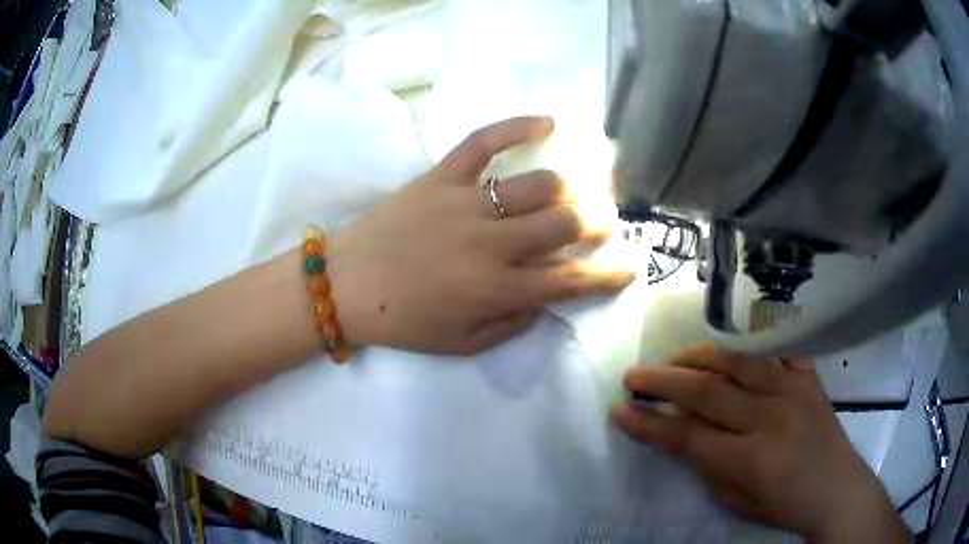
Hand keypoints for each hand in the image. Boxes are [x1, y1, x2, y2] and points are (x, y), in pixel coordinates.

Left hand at [327, 116, 634, 354]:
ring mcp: (466, 203)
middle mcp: (490, 244)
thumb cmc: (403, 321)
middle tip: (605, 223)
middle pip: (565, 223)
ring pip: (539, 183)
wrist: (346, 285)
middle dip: (598, 223)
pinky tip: (548, 121)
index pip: (570, 281)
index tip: (631, 267)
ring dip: (573, 187)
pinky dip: (517, 125)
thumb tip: (546, 296)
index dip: (609, 276)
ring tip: (582, 191)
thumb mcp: (463, 344)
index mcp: (495, 290)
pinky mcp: (441, 177)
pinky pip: (484, 142)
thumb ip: (513, 324)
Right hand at [611, 346, 910, 542]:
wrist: (835, 489)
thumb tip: (680, 433)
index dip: (648, 423)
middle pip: (706, 391)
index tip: (619, 410)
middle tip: (634, 376)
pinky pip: (780, 350)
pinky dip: (754, 345)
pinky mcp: (809, 378)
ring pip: (738, 361)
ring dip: (700, 357)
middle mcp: (769, 416)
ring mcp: (792, 390)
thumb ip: (707, 465)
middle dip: (662, 382)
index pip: (686, 435)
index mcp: (749, 458)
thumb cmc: (782, 505)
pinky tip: (735, 348)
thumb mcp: (735, 500)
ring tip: (676, 359)